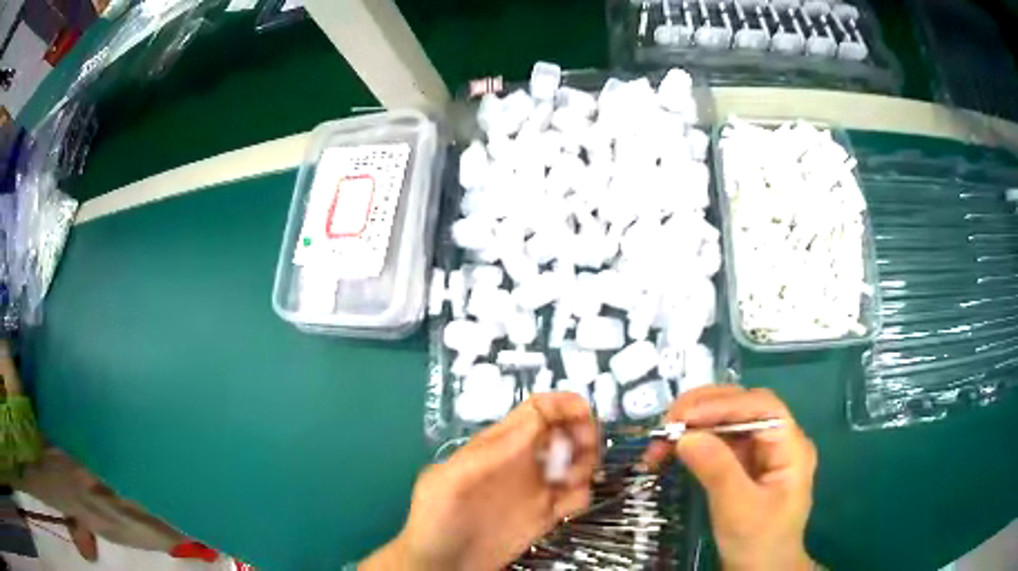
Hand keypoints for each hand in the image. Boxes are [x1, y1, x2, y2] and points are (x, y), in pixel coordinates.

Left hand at [361, 393, 599, 570]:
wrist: (442, 564)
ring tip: (571, 481)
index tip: (584, 414)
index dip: (563, 406)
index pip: (536, 411)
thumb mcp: (451, 479)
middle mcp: (521, 463)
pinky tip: (568, 505)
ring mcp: (535, 490)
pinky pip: (575, 497)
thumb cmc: (436, 518)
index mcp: (498, 445)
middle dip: (581, 433)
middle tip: (584, 449)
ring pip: (575, 463)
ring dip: (585, 464)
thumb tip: (534, 419)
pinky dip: (582, 495)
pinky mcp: (545, 516)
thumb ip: (489, 451)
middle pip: (563, 432)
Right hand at [642, 386, 816, 570]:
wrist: (761, 570)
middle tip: (667, 423)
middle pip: (743, 407)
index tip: (684, 417)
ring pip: (727, 421)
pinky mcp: (743, 463)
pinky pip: (718, 441)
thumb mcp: (738, 510)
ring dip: (694, 425)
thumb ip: (717, 470)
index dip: (724, 404)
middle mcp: (778, 440)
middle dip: (704, 409)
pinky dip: (694, 441)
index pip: (762, 407)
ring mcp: (761, 451)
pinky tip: (673, 450)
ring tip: (661, 439)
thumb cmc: (758, 542)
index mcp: (791, 446)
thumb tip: (685, 435)